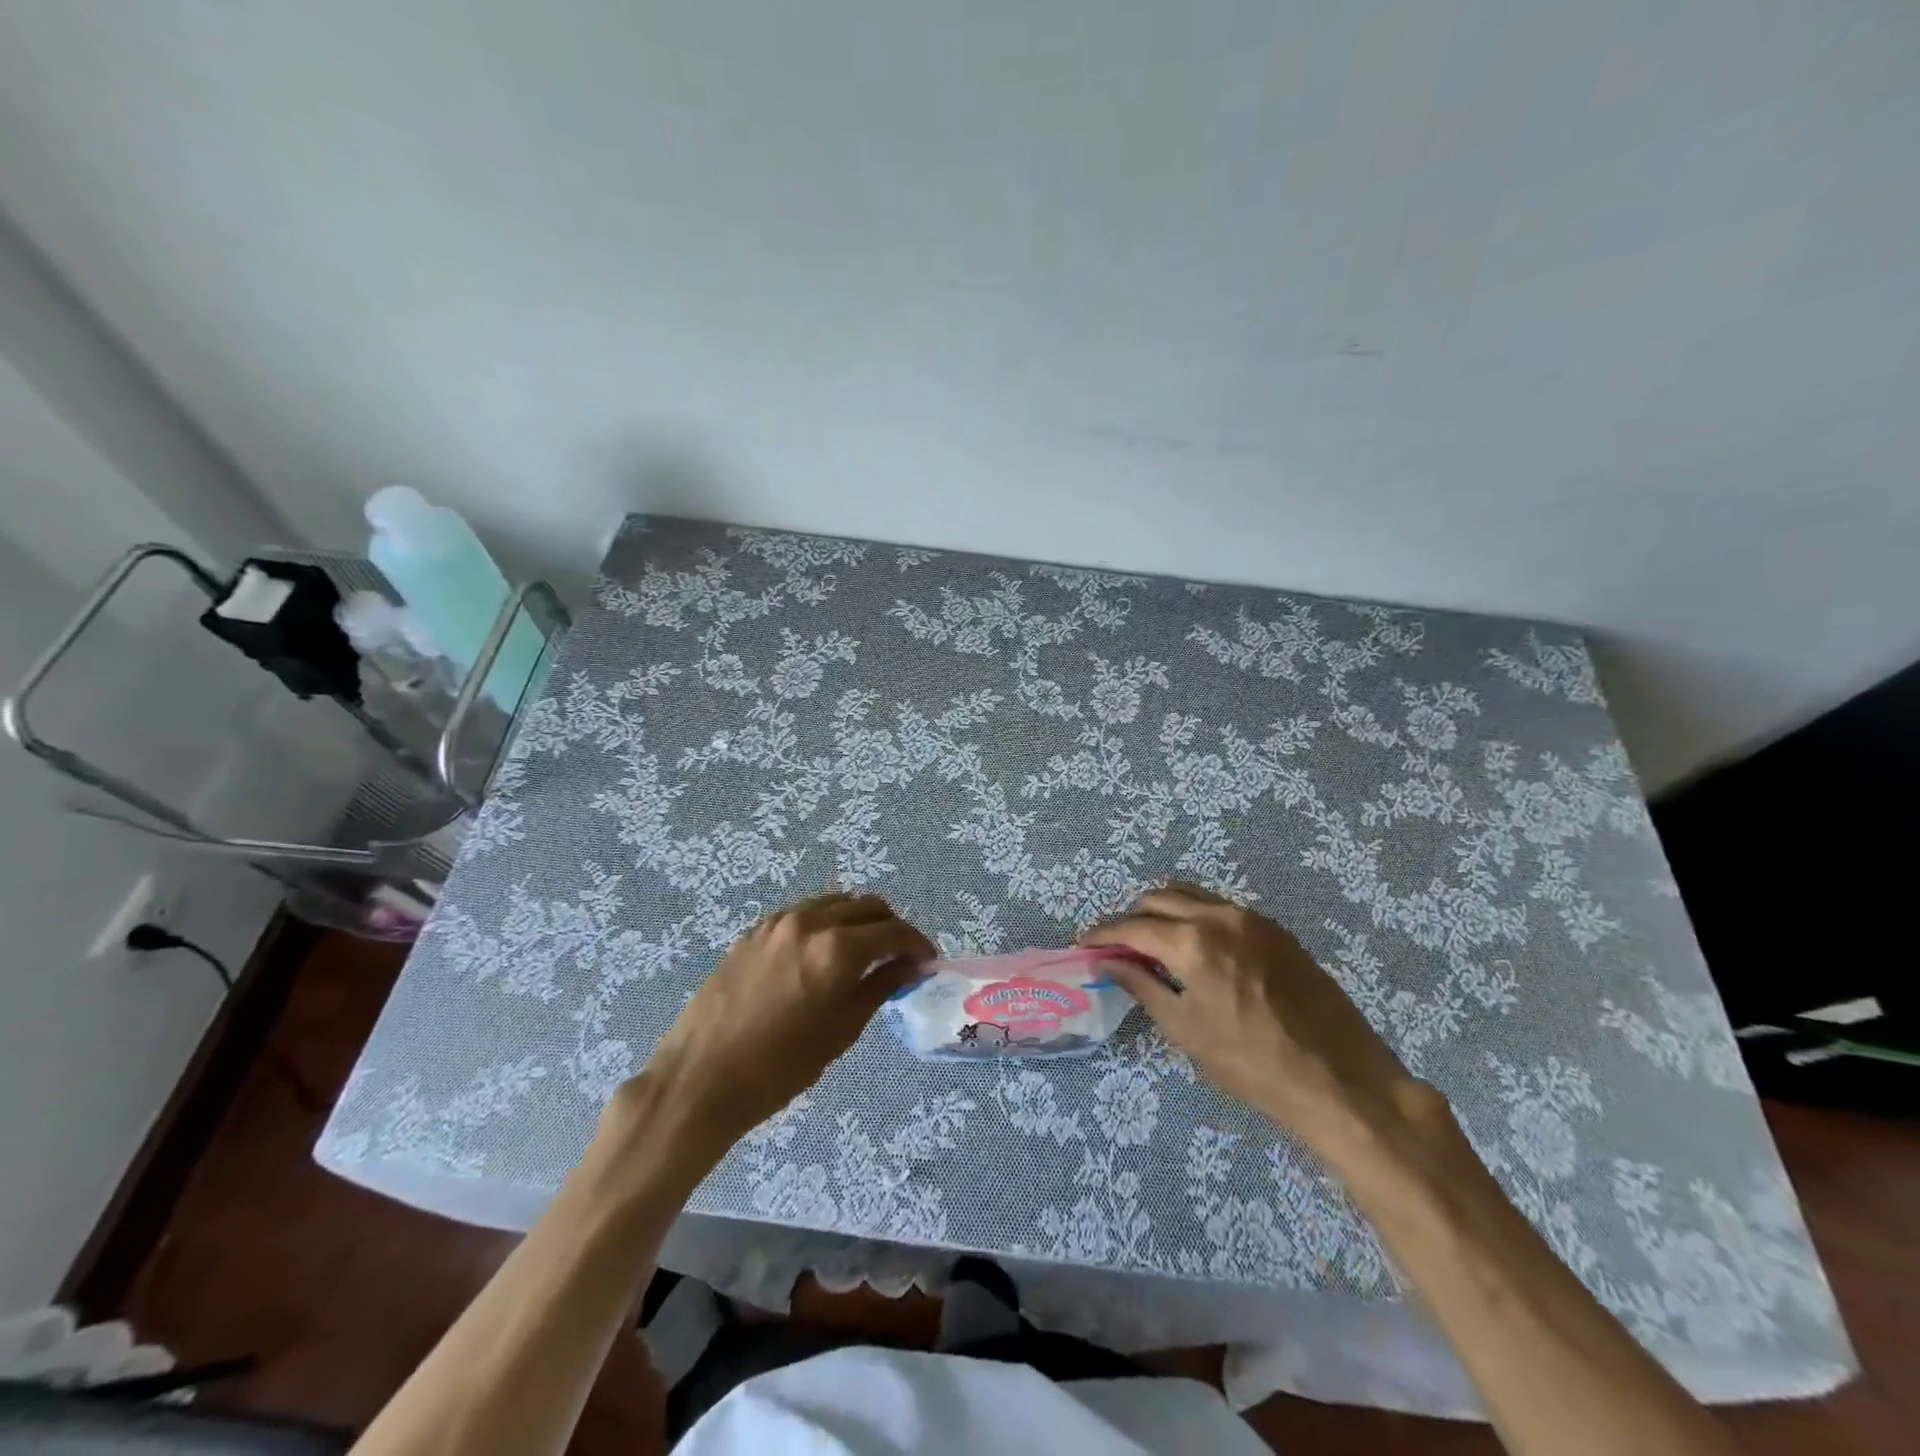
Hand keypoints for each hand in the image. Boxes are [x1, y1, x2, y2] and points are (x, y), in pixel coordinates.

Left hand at [623, 892, 934, 1159]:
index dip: (917, 943)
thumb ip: (880, 987)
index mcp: (837, 948)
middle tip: (898, 957)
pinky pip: (803, 912)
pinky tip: (822, 952)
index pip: (893, 931)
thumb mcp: (841, 1031)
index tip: (927, 960)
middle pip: (867, 906)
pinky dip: (824, 922)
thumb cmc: (779, 1067)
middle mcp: (810, 921)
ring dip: (857, 920)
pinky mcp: (755, 930)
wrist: (701, 1078)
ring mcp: (778, 921)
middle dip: (890, 927)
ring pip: (834, 902)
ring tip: (862, 952)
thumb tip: (911, 965)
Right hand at [1082, 883, 1429, 1159]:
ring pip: (1192, 896)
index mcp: (1193, 941)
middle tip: (1118, 947)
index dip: (1103, 934)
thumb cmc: (1253, 1064)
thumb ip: (1142, 986)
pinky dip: (1196, 917)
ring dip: (1164, 911)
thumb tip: (1109, 962)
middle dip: (1132, 917)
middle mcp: (1220, 915)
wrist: (1340, 1078)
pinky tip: (1196, 949)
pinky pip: (1221, 909)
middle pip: (1160, 897)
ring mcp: (1253, 918)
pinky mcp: (1276, 930)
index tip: (1084, 943)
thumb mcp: (1186, 1030)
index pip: (1133, 926)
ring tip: (1153, 943)